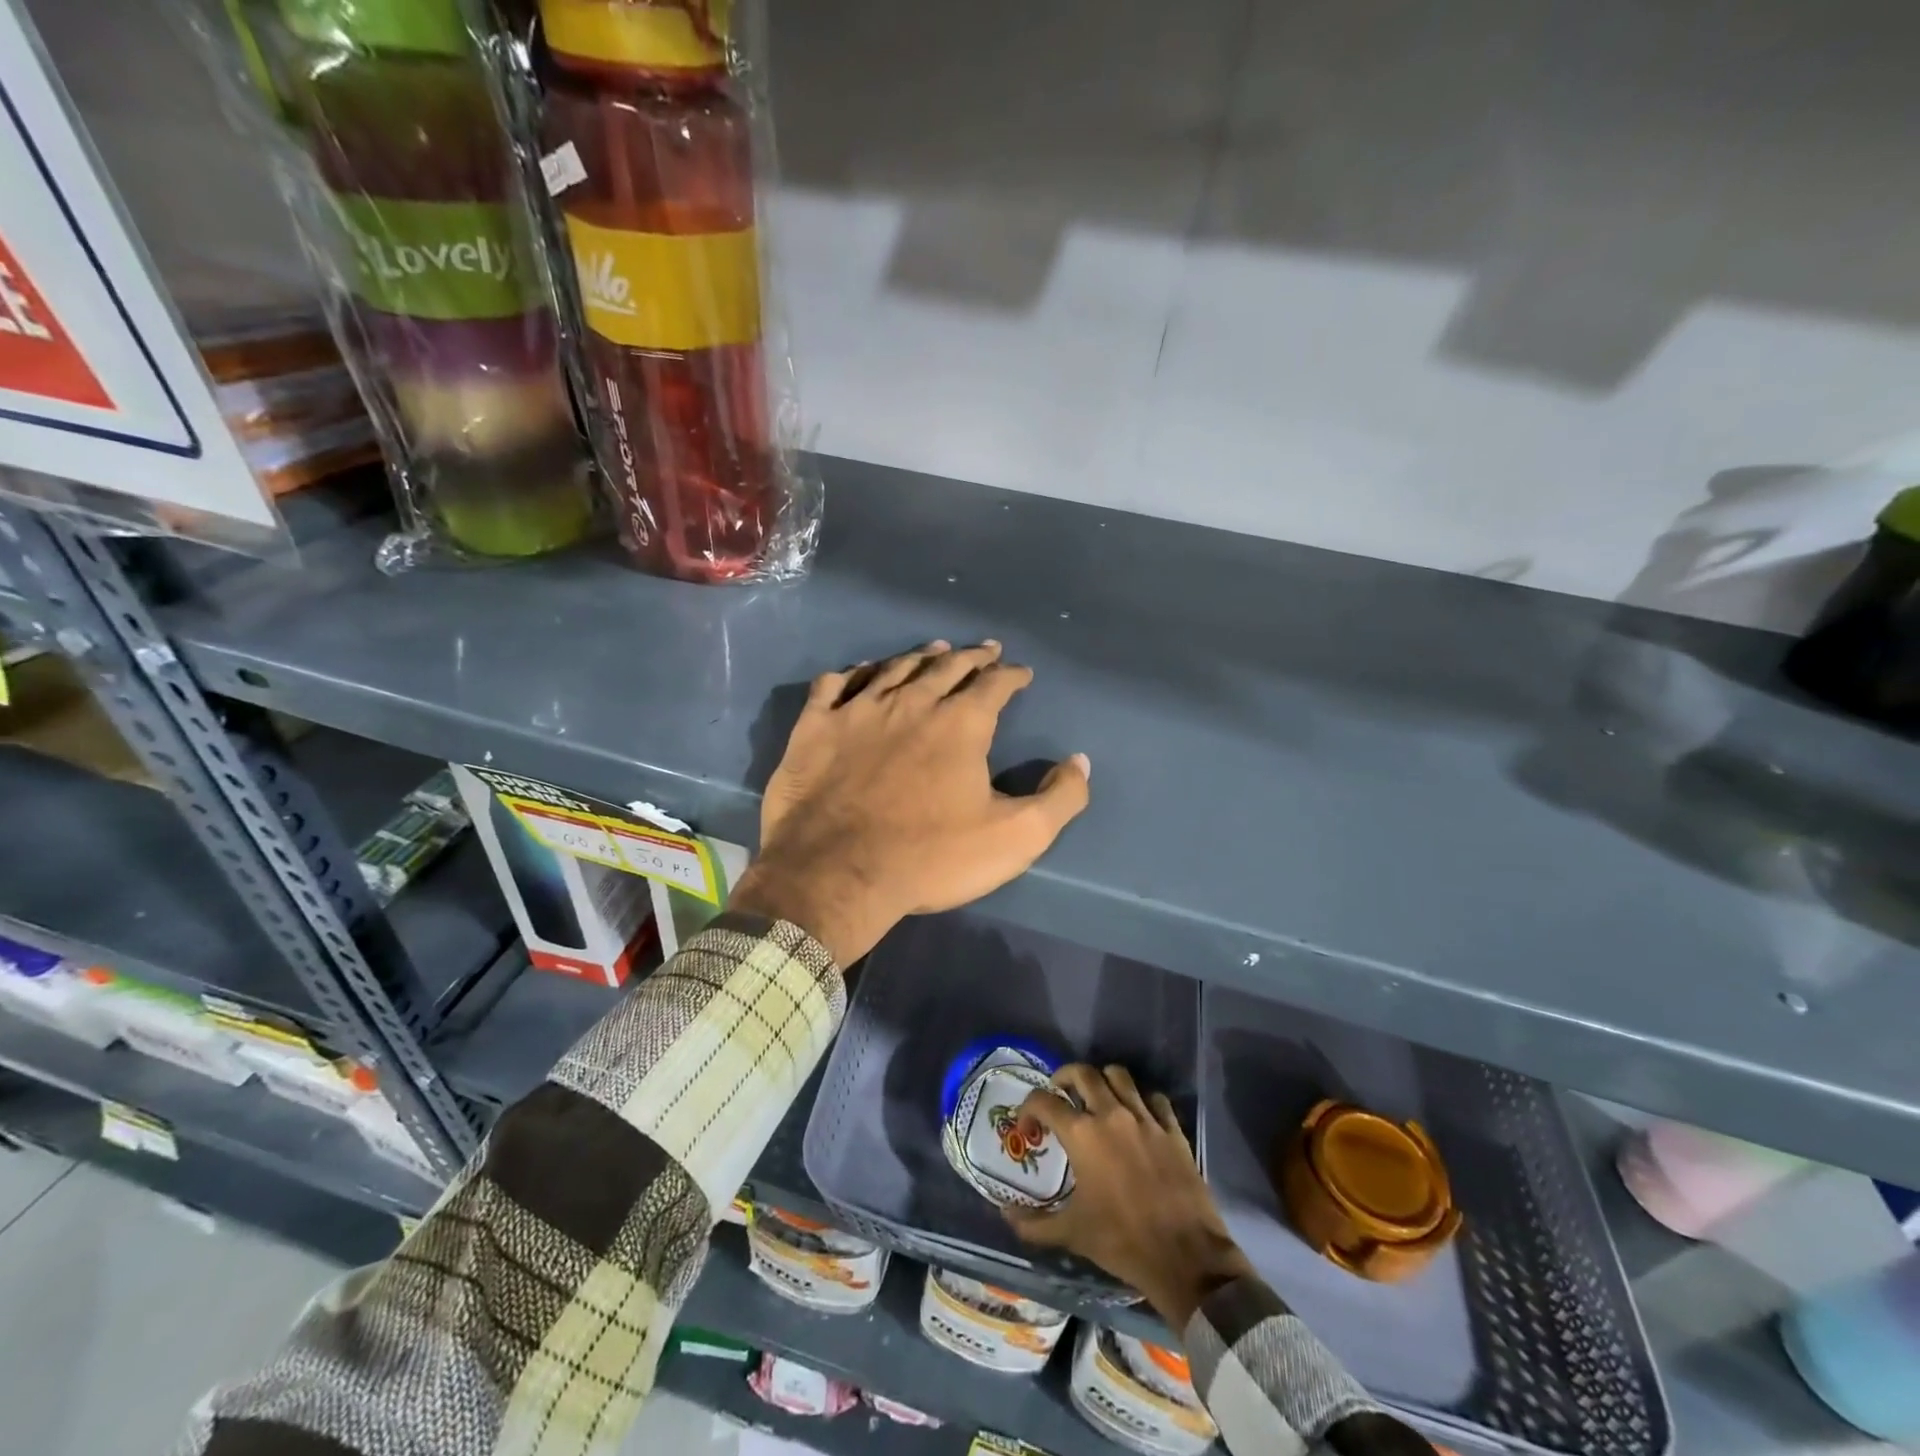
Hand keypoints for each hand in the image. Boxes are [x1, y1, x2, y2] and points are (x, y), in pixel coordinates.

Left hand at [729, 640, 1091, 964]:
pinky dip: (853, 673)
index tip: (1021, 672)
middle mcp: (911, 702)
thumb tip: (1080, 762)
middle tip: (984, 650)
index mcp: (960, 724)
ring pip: (894, 668)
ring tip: (935, 650)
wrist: (837, 874)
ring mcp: (858, 710)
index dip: (1012, 675)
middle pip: (946, 667)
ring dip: (920, 657)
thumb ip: (1059, 798)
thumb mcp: (1015, 838)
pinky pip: (834, 684)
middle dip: (971, 657)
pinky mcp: (816, 727)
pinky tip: (860, 672)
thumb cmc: (930, 858)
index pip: (994, 685)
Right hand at [1005, 1063, 1254, 1329]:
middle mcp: (1112, 1115)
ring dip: (1103, 1080)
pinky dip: (1141, 1099)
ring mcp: (1145, 1119)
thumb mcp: (1072, 1234)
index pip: (1044, 1101)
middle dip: (1065, 1077)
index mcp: (1082, 1134)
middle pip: (1083, 1073)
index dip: (1028, 1108)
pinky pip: (1155, 1098)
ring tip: (1097, 1098)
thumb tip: (1006, 1215)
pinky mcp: (1173, 1130)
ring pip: (1120, 1076)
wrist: (1185, 1258)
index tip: (1028, 1126)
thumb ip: (1034, 1224)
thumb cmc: (1122, 1242)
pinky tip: (1137, 1116)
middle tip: (1059, 1094)